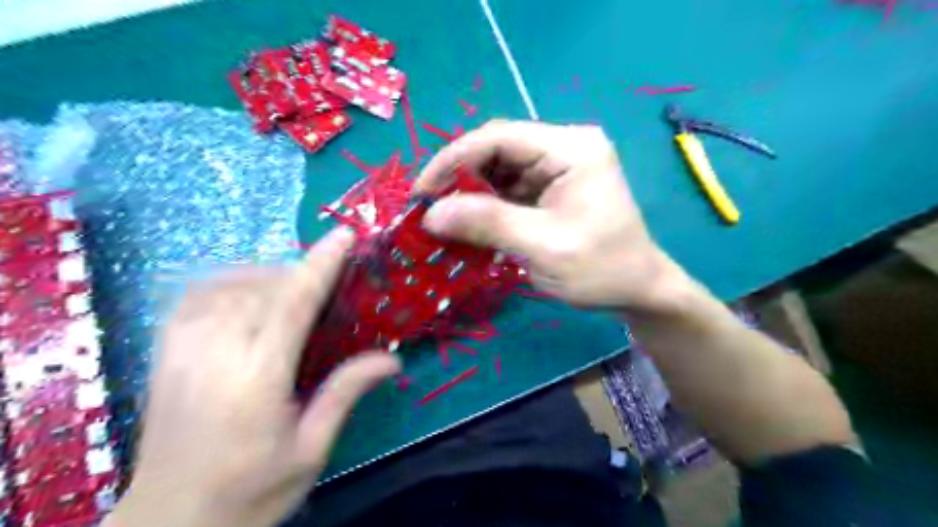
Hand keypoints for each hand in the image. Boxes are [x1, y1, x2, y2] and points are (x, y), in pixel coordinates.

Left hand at [104, 228, 400, 526]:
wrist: (168, 526)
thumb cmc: (250, 492)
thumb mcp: (310, 451)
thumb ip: (345, 394)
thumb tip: (392, 359)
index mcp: (256, 380)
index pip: (292, 305)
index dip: (321, 265)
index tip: (344, 237)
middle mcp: (214, 355)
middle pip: (262, 287)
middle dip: (300, 272)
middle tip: (331, 280)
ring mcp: (181, 351)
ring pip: (229, 285)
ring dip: (268, 275)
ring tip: (295, 287)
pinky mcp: (164, 353)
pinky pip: (195, 295)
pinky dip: (228, 280)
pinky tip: (248, 290)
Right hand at [419, 119, 685, 312]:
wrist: (636, 290)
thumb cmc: (601, 269)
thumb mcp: (543, 247)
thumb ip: (488, 224)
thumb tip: (431, 213)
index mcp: (571, 148)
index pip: (498, 137)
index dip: (453, 159)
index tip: (421, 192)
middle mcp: (563, 147)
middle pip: (496, 149)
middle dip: (458, 177)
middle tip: (427, 207)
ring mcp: (557, 167)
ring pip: (498, 169)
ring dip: (468, 192)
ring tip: (441, 218)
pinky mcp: (550, 188)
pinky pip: (507, 189)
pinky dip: (484, 205)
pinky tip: (467, 223)